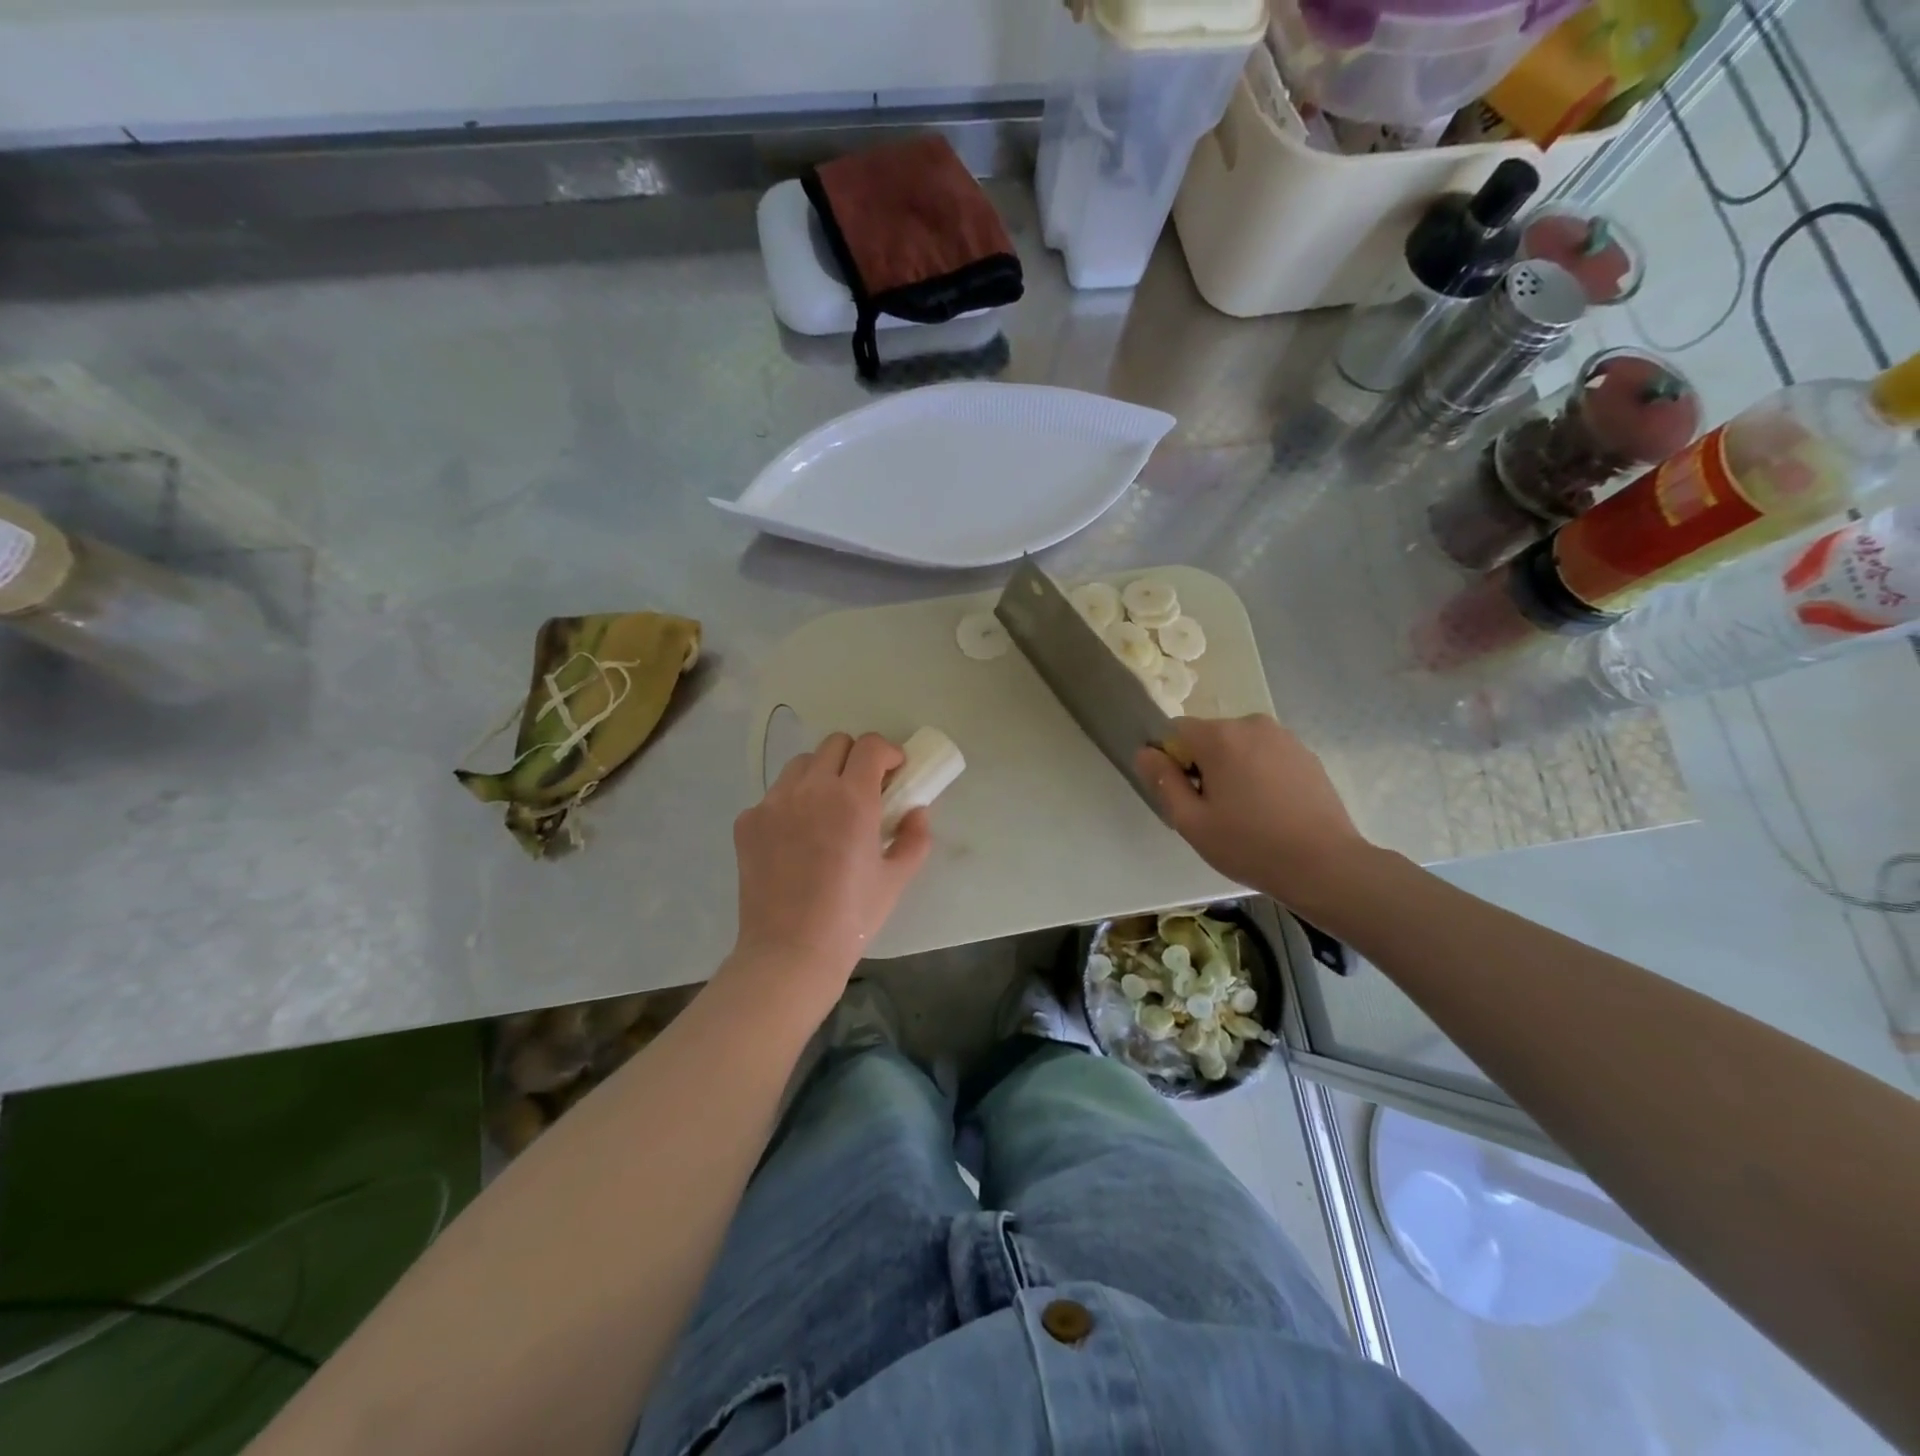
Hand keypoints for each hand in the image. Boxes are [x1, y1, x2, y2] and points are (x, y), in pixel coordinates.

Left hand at [728, 732, 932, 1010]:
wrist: (790, 952)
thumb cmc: (852, 918)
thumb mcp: (897, 878)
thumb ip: (915, 837)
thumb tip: (916, 810)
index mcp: (852, 799)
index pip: (869, 746)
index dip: (887, 752)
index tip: (894, 772)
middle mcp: (811, 790)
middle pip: (834, 744)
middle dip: (855, 758)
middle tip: (863, 789)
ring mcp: (773, 803)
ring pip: (801, 765)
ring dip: (821, 775)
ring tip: (827, 809)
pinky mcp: (747, 822)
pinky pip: (774, 795)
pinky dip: (791, 803)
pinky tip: (796, 838)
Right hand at [1136, 714, 1371, 912]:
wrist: (1324, 865)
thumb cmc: (1249, 845)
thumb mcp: (1191, 821)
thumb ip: (1163, 781)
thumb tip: (1146, 752)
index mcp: (1220, 736)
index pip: (1176, 731)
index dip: (1172, 760)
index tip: (1186, 795)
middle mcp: (1252, 724)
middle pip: (1209, 736)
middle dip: (1204, 764)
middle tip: (1214, 810)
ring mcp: (1284, 737)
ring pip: (1239, 745)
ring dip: (1233, 768)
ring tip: (1245, 812)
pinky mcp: (1306, 754)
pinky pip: (1266, 755)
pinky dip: (1259, 773)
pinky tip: (1270, 809)